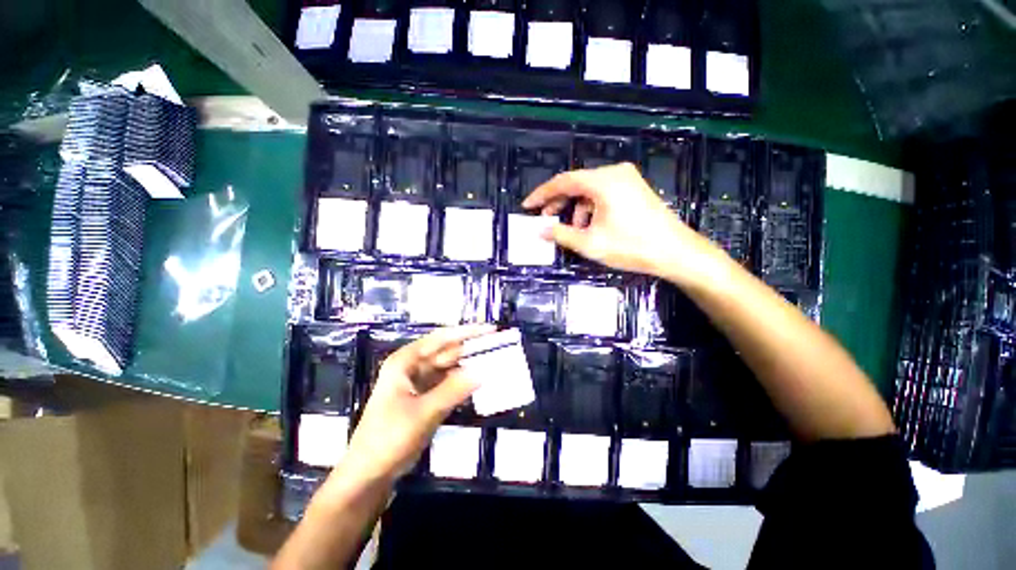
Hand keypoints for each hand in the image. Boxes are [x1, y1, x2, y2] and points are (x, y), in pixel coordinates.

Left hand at [340, 324, 495, 482]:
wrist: (369, 473)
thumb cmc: (389, 437)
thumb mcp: (424, 412)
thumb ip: (454, 389)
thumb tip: (484, 370)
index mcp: (406, 361)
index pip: (442, 338)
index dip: (467, 332)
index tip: (491, 329)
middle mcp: (413, 366)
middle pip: (448, 351)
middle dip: (472, 348)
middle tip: (499, 346)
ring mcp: (420, 382)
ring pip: (450, 367)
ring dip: (470, 365)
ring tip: (495, 360)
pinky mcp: (426, 397)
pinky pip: (449, 383)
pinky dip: (463, 382)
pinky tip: (480, 381)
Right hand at [522, 162, 724, 283]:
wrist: (676, 252)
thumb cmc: (631, 246)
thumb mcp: (590, 243)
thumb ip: (560, 235)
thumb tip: (539, 231)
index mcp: (603, 181)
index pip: (563, 181)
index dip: (542, 194)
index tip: (527, 206)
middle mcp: (614, 173)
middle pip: (576, 184)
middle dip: (558, 202)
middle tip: (545, 220)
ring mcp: (627, 179)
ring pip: (589, 190)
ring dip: (576, 209)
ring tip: (573, 230)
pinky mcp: (633, 189)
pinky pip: (603, 194)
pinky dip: (591, 209)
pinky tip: (591, 227)